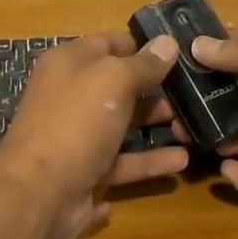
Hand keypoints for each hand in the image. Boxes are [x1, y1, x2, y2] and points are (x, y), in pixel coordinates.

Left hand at [0, 32, 189, 238]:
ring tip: (195, 130)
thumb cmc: (75, 123)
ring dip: (158, 128)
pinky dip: (149, 164)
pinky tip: (179, 163)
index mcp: (69, 65)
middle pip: (119, 88)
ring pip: (124, 128)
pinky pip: (123, 164)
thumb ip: (142, 64)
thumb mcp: (112, 81)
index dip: (143, 45)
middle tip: (197, 94)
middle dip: (157, 90)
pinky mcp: (86, 173)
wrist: (40, 194)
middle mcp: (71, 98)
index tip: (181, 49)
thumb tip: (167, 43)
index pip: (109, 44)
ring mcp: (77, 138)